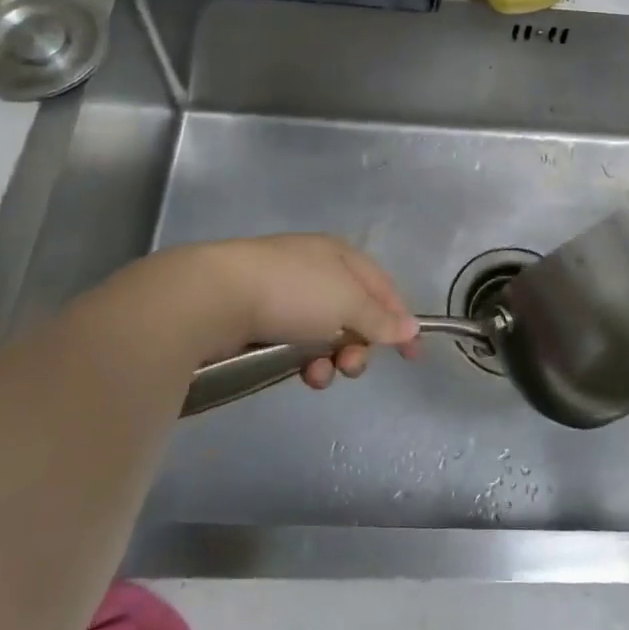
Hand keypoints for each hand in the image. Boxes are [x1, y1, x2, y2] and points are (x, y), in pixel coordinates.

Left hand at [185, 234, 420, 388]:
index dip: (400, 319)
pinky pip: (298, 343)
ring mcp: (288, 294)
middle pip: (356, 314)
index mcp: (342, 255)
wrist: (215, 296)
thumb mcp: (348, 303)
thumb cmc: (293, 291)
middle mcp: (318, 270)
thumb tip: (411, 328)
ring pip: (327, 334)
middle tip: (352, 366)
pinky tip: (301, 372)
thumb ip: (381, 319)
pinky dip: (306, 360)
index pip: (384, 288)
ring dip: (333, 359)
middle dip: (360, 345)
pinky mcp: (262, 318)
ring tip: (320, 374)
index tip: (412, 355)